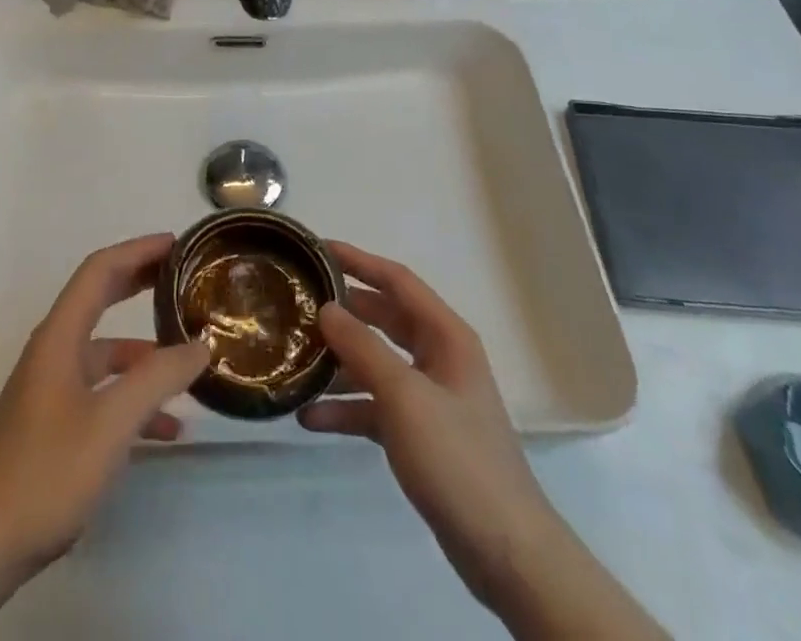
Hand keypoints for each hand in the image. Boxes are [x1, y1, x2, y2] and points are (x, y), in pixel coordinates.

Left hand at [0, 233, 209, 573]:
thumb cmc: (46, 471)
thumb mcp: (112, 423)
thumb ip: (159, 378)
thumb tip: (202, 344)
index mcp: (60, 335)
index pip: (100, 269)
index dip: (137, 249)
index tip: (175, 244)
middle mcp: (54, 349)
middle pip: (101, 298)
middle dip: (141, 283)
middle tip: (183, 278)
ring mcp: (52, 387)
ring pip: (106, 351)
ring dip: (146, 351)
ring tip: (189, 359)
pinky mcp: (54, 421)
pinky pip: (102, 391)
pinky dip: (133, 395)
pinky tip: (167, 427)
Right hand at [299, 241, 548, 615]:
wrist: (505, 552)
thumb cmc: (457, 458)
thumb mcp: (404, 396)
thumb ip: (363, 348)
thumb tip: (326, 308)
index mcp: (446, 335)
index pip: (397, 281)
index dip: (358, 261)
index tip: (318, 249)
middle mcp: (438, 357)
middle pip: (383, 319)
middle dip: (344, 312)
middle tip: (298, 302)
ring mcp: (430, 397)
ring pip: (376, 363)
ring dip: (339, 364)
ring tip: (295, 360)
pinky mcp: (420, 434)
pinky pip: (376, 407)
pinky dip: (347, 409)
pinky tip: (310, 418)